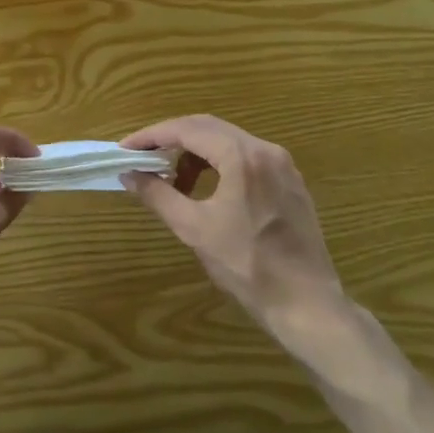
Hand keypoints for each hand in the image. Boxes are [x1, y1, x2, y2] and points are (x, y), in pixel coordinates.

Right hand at [122, 115, 354, 366]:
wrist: (307, 305)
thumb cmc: (247, 267)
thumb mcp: (194, 229)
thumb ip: (158, 195)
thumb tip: (128, 175)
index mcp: (241, 157)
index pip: (187, 130)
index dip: (152, 136)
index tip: (125, 148)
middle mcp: (265, 149)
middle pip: (207, 127)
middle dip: (171, 139)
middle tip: (143, 157)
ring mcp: (282, 164)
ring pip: (227, 140)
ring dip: (195, 152)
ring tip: (173, 180)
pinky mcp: (290, 181)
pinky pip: (246, 156)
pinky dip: (219, 162)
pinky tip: (206, 188)